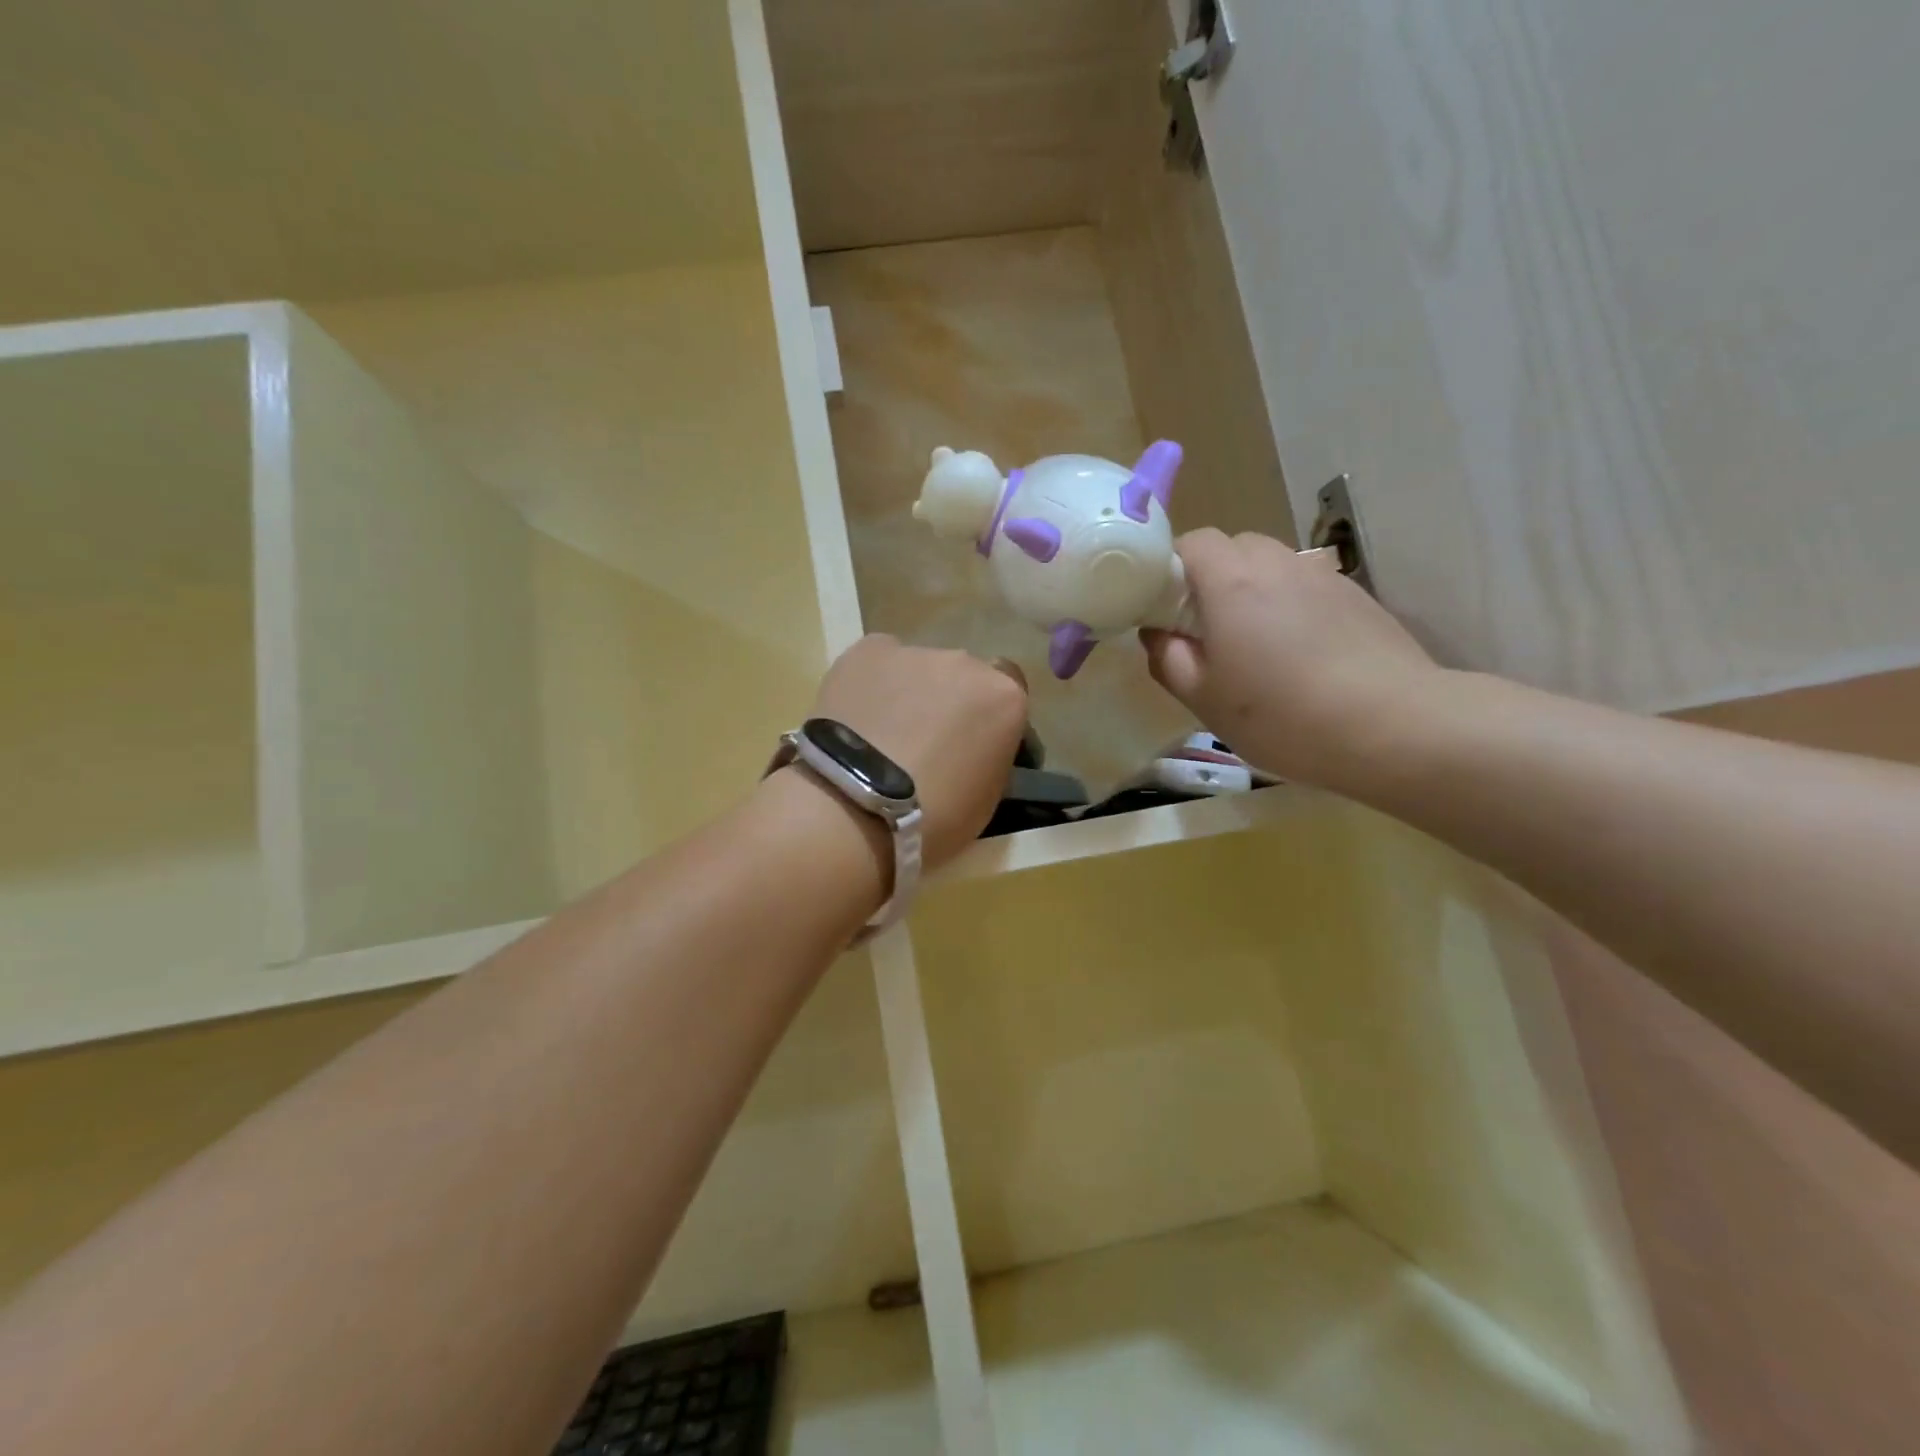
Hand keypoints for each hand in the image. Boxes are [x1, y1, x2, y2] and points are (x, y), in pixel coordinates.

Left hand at [810, 634, 1028, 869]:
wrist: (854, 806)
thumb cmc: (933, 816)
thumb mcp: (987, 798)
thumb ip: (989, 755)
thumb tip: (974, 748)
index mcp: (1005, 698)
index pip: (1009, 694)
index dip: (989, 717)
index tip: (974, 745)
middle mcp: (966, 663)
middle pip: (963, 677)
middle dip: (950, 702)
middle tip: (926, 741)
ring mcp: (914, 652)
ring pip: (918, 669)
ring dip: (910, 692)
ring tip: (883, 732)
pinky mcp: (866, 650)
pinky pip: (878, 662)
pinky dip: (872, 683)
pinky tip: (857, 716)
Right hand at [1142, 529, 1439, 788]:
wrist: (1392, 726)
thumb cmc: (1281, 714)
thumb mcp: (1203, 698)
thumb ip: (1168, 658)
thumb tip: (1158, 633)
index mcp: (1231, 581)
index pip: (1192, 542)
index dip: (1172, 568)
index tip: (1167, 609)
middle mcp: (1277, 564)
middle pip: (1234, 547)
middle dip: (1211, 577)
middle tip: (1207, 629)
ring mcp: (1322, 577)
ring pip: (1272, 565)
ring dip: (1252, 590)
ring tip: (1256, 643)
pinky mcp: (1356, 597)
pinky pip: (1306, 585)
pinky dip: (1290, 604)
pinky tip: (1300, 653)